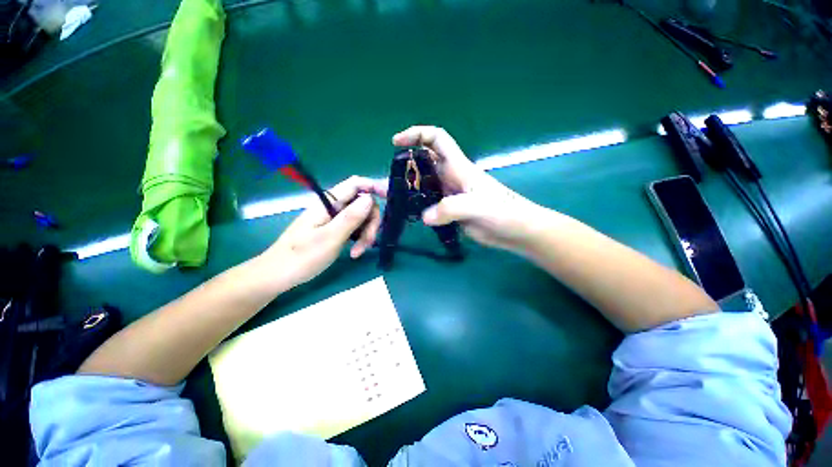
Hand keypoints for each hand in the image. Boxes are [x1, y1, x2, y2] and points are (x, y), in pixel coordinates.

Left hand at [262, 176, 386, 287]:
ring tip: (358, 252)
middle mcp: (333, 207)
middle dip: (371, 222)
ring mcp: (334, 219)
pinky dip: (359, 239)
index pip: (355, 184)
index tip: (390, 197)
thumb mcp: (330, 238)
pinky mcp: (335, 229)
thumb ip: (351, 217)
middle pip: (363, 204)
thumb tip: (370, 199)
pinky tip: (355, 252)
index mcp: (329, 203)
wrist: (279, 275)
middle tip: (368, 243)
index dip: (374, 186)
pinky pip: (355, 228)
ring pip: (361, 218)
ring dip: (365, 234)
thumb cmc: (301, 257)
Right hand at [392, 126, 544, 251]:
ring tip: (386, 199)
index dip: (416, 134)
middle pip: (422, 165)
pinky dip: (415, 207)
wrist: (515, 231)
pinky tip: (405, 214)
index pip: (436, 139)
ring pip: (422, 187)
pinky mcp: (449, 211)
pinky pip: (427, 205)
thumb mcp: (478, 206)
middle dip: (402, 169)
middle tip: (384, 183)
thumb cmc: (503, 212)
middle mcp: (450, 178)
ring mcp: (449, 195)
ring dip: (405, 191)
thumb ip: (450, 209)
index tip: (396, 142)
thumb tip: (424, 217)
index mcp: (458, 167)